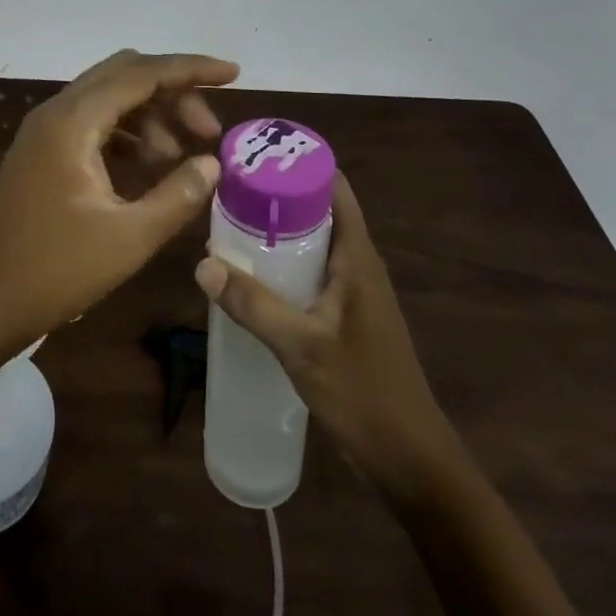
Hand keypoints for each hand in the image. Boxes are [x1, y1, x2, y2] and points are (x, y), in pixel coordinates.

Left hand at [0, 49, 240, 352]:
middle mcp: (56, 113)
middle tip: (207, 131)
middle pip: (124, 76)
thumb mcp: (128, 238)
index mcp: (73, 122)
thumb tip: (211, 163)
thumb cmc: (53, 272)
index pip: (141, 73)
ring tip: (181, 159)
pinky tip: (148, 168)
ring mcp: (45, 132)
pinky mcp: (42, 153)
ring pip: (109, 99)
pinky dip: (127, 134)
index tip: (233, 74)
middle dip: (172, 94)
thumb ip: (178, 195)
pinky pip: (93, 124)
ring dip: (150, 116)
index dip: (190, 69)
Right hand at [195, 175, 460, 493]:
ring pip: (314, 242)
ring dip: (279, 231)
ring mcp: (355, 292)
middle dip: (277, 195)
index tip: (256, 154)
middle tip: (229, 189)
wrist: (412, 461)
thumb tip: (203, 263)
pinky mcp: (347, 316)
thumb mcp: (302, 347)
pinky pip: (313, 272)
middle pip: (318, 210)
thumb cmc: (364, 394)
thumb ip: (254, 305)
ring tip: (231, 223)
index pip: (333, 187)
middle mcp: (359, 264)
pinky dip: (284, 263)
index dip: (298, 164)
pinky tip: (252, 277)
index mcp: (358, 257)